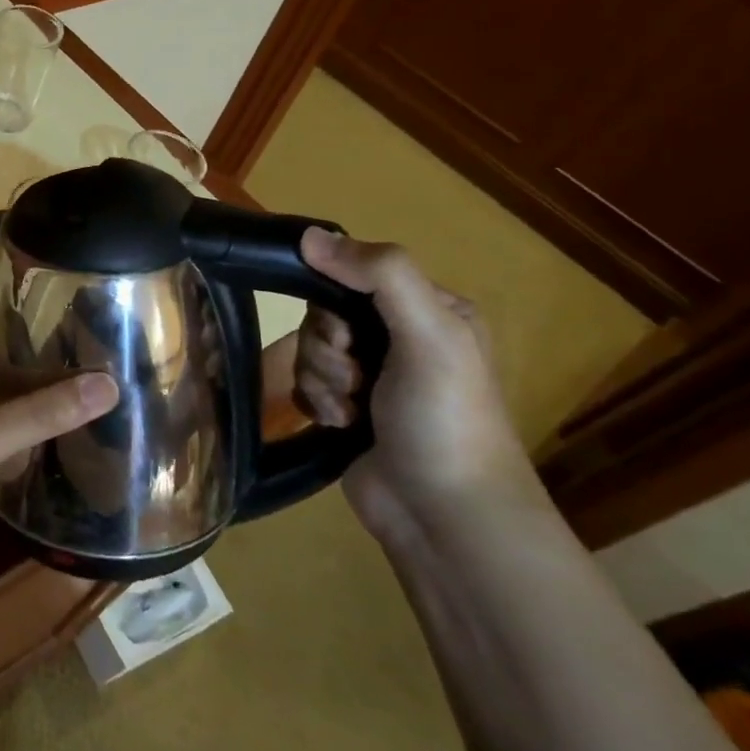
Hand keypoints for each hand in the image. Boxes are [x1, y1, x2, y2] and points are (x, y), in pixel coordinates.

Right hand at [293, 228, 542, 544]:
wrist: (445, 515)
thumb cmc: (445, 418)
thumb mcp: (429, 334)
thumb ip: (380, 275)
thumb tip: (309, 235)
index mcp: (429, 310)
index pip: (353, 275)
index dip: (333, 301)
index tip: (346, 335)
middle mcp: (399, 339)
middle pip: (323, 315)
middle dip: (328, 349)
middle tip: (357, 379)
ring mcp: (372, 378)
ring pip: (309, 352)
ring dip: (322, 381)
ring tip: (352, 412)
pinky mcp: (346, 412)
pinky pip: (305, 386)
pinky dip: (316, 405)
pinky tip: (340, 426)